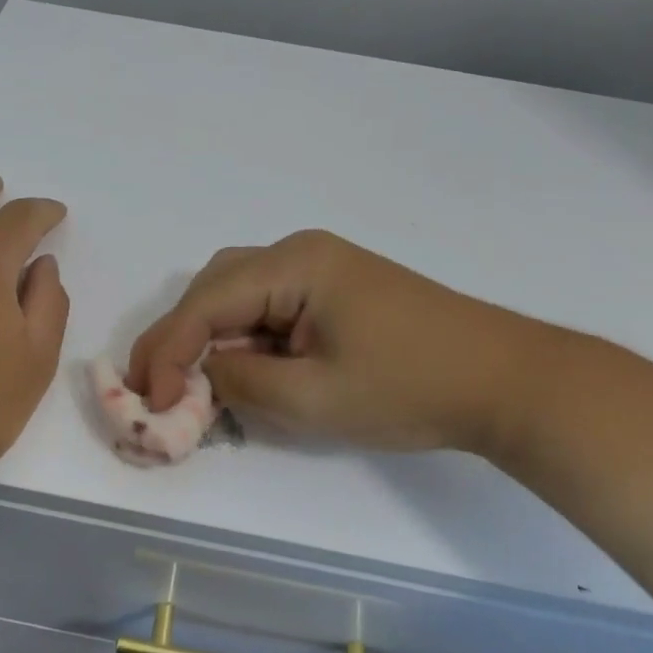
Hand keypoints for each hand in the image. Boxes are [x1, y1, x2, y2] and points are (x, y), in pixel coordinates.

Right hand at [127, 230, 549, 455]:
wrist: (506, 381)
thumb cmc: (410, 387)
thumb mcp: (313, 397)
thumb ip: (240, 384)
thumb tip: (197, 377)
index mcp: (294, 264)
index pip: (206, 302)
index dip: (167, 350)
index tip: (146, 399)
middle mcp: (300, 252)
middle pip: (216, 288)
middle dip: (180, 338)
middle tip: (154, 387)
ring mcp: (322, 269)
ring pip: (240, 296)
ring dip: (210, 338)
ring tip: (189, 384)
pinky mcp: (336, 291)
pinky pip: (271, 308)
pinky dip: (246, 340)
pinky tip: (241, 372)